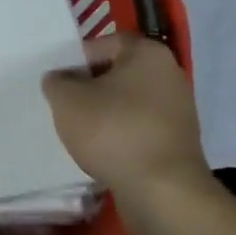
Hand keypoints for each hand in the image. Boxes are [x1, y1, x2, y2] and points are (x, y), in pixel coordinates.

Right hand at [42, 33, 209, 207]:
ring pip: (129, 102)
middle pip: (118, 73)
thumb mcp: (67, 100)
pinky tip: (103, 151)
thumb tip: (60, 79)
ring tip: (81, 131)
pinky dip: (121, 135)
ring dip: (105, 113)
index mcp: (148, 53)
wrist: (162, 191)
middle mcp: (170, 74)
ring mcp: (178, 109)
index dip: (77, 59)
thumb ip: (57, 82)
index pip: (105, 43)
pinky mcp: (178, 140)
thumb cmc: (113, 132)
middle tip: (66, 105)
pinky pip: (140, 127)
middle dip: (90, 87)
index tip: (59, 81)